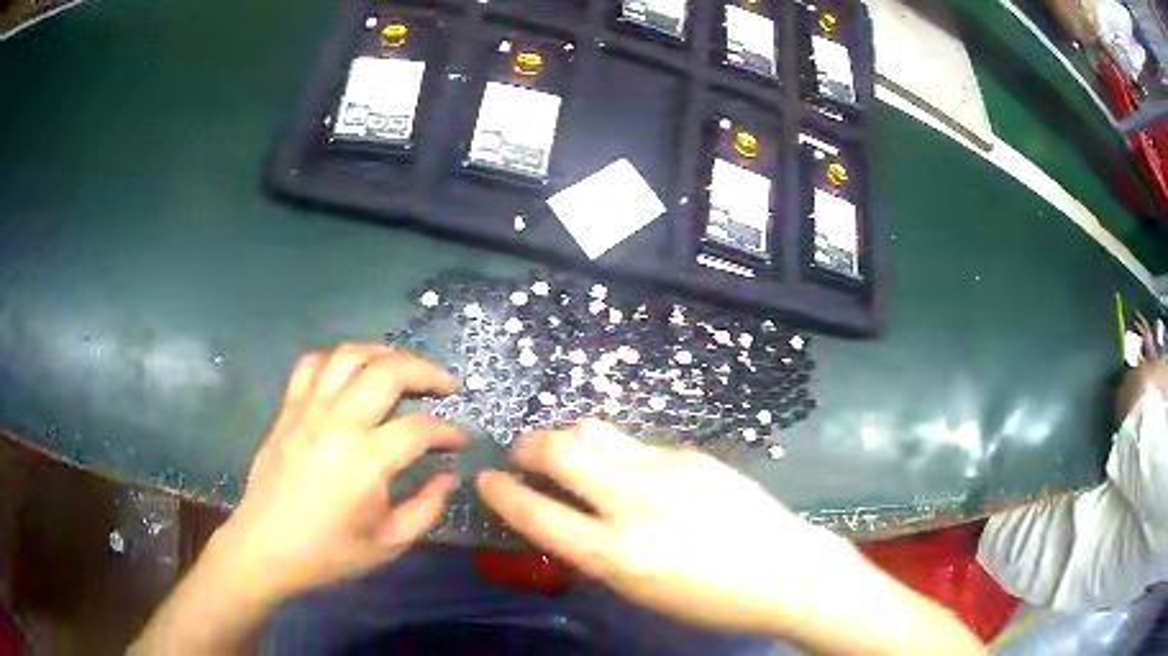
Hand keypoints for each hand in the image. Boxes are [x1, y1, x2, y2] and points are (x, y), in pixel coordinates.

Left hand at [215, 343, 463, 602]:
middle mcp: (338, 422)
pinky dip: (337, 359)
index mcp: (366, 460)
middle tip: (445, 387)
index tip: (459, 441)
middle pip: (389, 371)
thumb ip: (426, 508)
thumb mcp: (388, 544)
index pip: (419, 429)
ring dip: (384, 353)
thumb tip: (448, 476)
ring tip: (402, 368)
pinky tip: (350, 374)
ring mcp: (309, 409)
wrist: (265, 546)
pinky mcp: (288, 408)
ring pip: (350, 354)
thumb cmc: (328, 551)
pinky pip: (312, 363)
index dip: (448, 431)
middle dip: (427, 372)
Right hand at [475, 420, 855, 634]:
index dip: (502, 494)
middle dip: (528, 447)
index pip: (538, 514)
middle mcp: (636, 502)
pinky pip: (635, 444)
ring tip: (561, 451)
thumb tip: (563, 519)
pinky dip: (613, 452)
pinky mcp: (691, 454)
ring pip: (595, 431)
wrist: (785, 570)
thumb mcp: (640, 590)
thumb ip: (596, 551)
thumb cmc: (711, 599)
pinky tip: (625, 470)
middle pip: (561, 450)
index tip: (485, 480)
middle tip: (521, 456)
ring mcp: (667, 469)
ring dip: (565, 437)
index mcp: (618, 553)